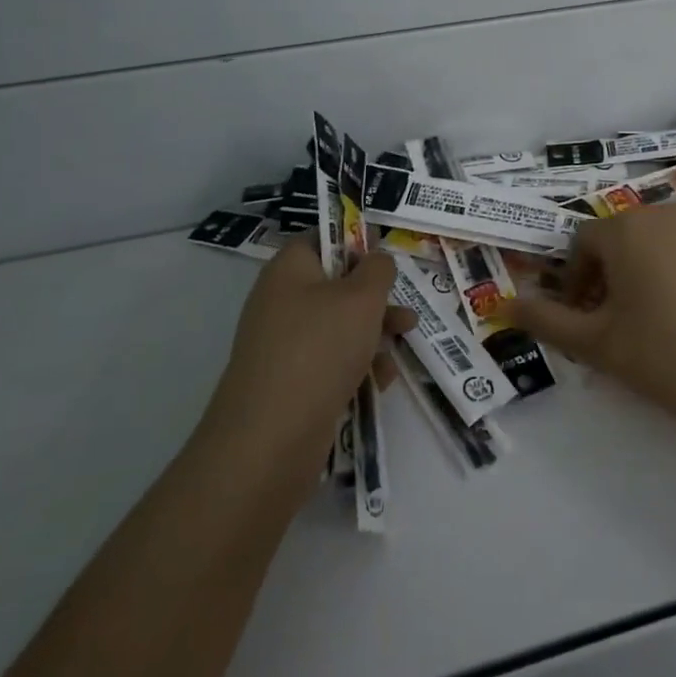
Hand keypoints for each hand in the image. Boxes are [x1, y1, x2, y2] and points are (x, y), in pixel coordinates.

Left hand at [205, 239, 414, 490]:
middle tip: (405, 315)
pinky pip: (332, 361)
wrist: (270, 438)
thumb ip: (378, 269)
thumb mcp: (362, 298)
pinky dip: (358, 366)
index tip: (387, 260)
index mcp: (290, 270)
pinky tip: (379, 383)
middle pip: (337, 285)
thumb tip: (376, 259)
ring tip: (401, 350)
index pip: (322, 238)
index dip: (356, 242)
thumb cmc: (320, 349)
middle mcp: (282, 301)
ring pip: (340, 326)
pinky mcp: (291, 381)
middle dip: (377, 300)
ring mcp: (284, 344)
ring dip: (375, 335)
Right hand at [513, 205, 675, 452]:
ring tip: (661, 316)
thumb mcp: (597, 344)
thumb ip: (546, 320)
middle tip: (619, 319)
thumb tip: (503, 304)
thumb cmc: (666, 357)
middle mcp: (668, 212)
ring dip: (651, 267)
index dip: (575, 279)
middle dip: (612, 271)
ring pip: (665, 240)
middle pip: (625, 235)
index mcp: (627, 228)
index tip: (585, 317)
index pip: (583, 242)